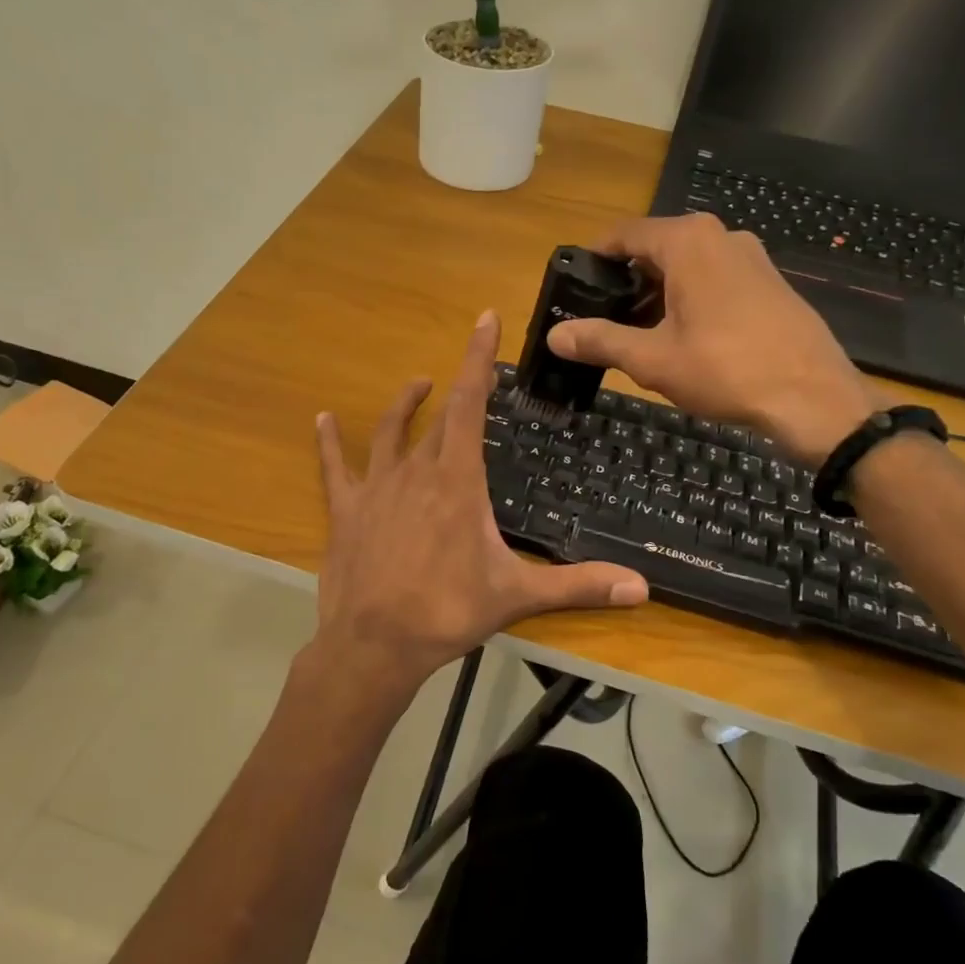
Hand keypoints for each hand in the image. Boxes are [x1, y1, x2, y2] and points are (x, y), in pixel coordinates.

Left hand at [310, 312, 647, 701]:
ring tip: (417, 384)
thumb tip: (642, 590)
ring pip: (389, 432)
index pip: (469, 403)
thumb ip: (578, 586)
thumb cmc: (447, 612)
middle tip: (468, 376)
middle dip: (455, 390)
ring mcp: (375, 488)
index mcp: (457, 481)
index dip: (478, 359)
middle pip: (437, 419)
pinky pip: (334, 467)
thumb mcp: (517, 596)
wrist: (374, 644)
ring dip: (404, 405)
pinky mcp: (345, 510)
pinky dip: (329, 442)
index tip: (484, 319)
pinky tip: (322, 419)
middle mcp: (415, 471)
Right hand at [548, 214, 883, 467]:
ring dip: (658, 294)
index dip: (594, 259)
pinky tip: (685, 339)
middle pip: (656, 249)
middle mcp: (720, 237)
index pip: (624, 234)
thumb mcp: (653, 359)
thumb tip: (555, 336)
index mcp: (688, 242)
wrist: (813, 398)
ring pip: (687, 266)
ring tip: (638, 335)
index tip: (574, 286)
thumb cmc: (726, 370)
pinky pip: (716, 279)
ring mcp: (751, 257)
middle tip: (602, 320)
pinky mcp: (770, 282)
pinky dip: (690, 299)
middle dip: (626, 282)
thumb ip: (601, 341)